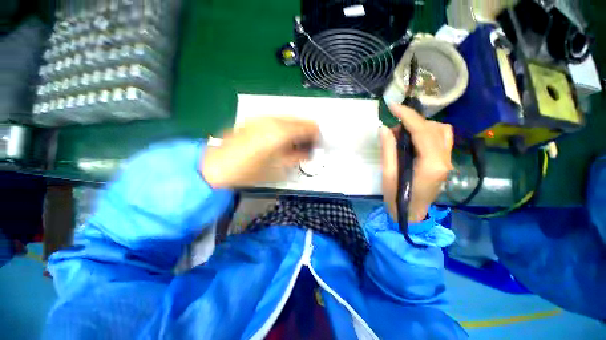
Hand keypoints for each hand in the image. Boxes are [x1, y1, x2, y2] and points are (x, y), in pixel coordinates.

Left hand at [202, 117, 319, 187]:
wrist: (217, 166)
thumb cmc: (250, 171)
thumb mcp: (278, 168)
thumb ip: (297, 157)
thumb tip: (308, 152)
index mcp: (282, 132)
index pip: (309, 127)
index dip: (316, 136)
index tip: (317, 145)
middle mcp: (274, 120)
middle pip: (300, 120)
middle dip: (307, 132)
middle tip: (307, 146)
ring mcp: (263, 117)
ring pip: (289, 119)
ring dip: (296, 130)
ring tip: (295, 144)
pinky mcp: (255, 120)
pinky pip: (277, 120)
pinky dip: (285, 128)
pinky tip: (281, 139)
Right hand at [381, 104, 453, 221]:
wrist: (412, 214)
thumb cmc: (397, 197)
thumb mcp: (388, 174)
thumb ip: (388, 150)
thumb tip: (384, 128)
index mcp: (431, 164)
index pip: (422, 131)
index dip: (407, 116)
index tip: (392, 106)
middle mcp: (445, 159)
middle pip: (433, 128)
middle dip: (411, 121)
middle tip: (392, 130)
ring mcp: (448, 160)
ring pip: (441, 130)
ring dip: (421, 125)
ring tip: (402, 134)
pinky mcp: (445, 161)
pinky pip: (442, 137)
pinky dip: (428, 131)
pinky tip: (415, 138)